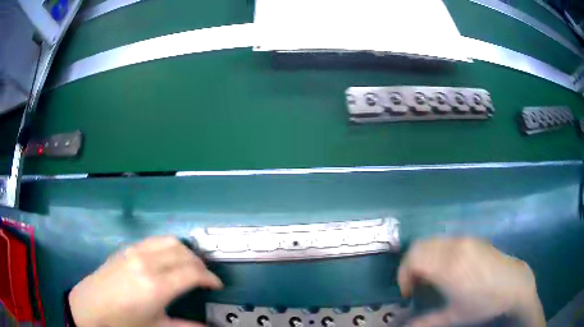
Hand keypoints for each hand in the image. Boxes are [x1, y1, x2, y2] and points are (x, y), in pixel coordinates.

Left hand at [68, 236, 222, 326]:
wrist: (91, 308)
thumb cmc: (124, 322)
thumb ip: (186, 326)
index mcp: (156, 286)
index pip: (193, 273)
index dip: (210, 278)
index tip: (217, 285)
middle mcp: (147, 263)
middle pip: (183, 253)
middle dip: (200, 264)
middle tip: (205, 277)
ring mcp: (135, 252)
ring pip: (169, 241)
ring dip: (185, 251)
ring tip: (189, 265)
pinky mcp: (126, 249)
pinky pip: (154, 241)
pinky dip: (168, 246)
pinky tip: (167, 259)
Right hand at [398, 237, 544, 326]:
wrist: (514, 284)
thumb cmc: (484, 303)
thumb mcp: (454, 317)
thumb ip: (426, 322)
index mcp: (449, 267)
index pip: (414, 258)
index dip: (403, 274)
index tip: (409, 291)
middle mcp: (455, 248)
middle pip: (420, 246)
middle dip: (411, 265)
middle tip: (417, 284)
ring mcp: (465, 241)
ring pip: (433, 241)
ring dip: (425, 258)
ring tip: (431, 277)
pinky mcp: (473, 239)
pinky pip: (446, 241)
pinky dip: (438, 253)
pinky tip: (447, 269)